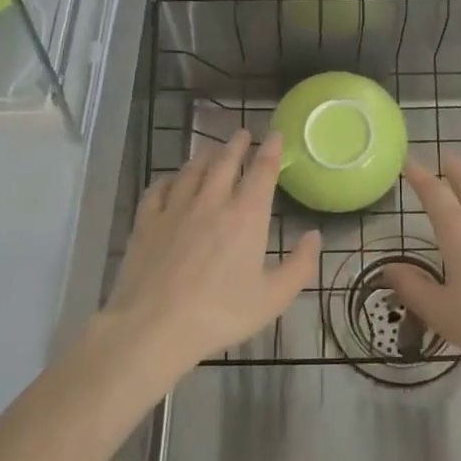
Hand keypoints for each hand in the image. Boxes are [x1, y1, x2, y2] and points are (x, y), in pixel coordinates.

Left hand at [101, 129, 320, 370]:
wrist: (154, 326)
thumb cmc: (220, 314)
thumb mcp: (273, 298)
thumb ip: (299, 265)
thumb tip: (314, 235)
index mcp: (246, 216)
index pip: (262, 171)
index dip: (271, 150)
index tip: (275, 135)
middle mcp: (212, 201)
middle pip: (225, 161)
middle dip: (237, 144)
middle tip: (242, 133)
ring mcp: (175, 208)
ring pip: (192, 170)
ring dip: (205, 155)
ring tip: (211, 149)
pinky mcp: (146, 221)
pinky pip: (158, 189)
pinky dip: (169, 179)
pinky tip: (171, 180)